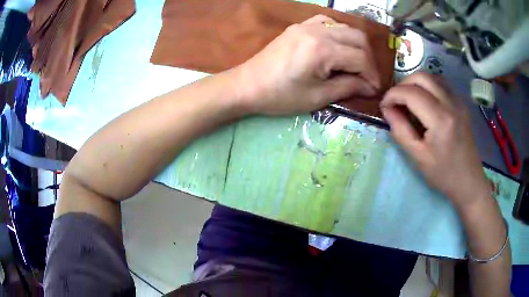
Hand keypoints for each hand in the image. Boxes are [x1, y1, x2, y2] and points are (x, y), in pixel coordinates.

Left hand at [235, 15, 380, 115]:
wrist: (247, 85)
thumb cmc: (280, 96)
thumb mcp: (317, 97)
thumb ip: (348, 87)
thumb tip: (370, 86)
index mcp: (322, 49)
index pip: (360, 58)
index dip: (372, 75)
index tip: (374, 89)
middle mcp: (318, 30)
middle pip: (358, 38)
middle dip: (368, 60)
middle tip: (367, 78)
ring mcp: (307, 24)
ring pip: (345, 28)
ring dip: (356, 46)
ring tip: (355, 64)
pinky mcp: (299, 25)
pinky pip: (328, 22)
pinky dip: (340, 34)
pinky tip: (338, 47)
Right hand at [380, 73, 490, 209]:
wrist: (469, 181)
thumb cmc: (443, 174)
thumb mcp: (418, 157)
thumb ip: (400, 130)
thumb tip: (387, 109)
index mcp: (440, 120)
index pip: (411, 93)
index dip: (393, 95)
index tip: (384, 106)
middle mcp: (451, 103)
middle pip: (422, 77)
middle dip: (403, 84)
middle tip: (396, 100)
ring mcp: (459, 101)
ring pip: (432, 76)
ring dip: (416, 83)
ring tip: (409, 99)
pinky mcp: (461, 103)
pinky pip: (441, 84)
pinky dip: (428, 86)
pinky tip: (425, 101)